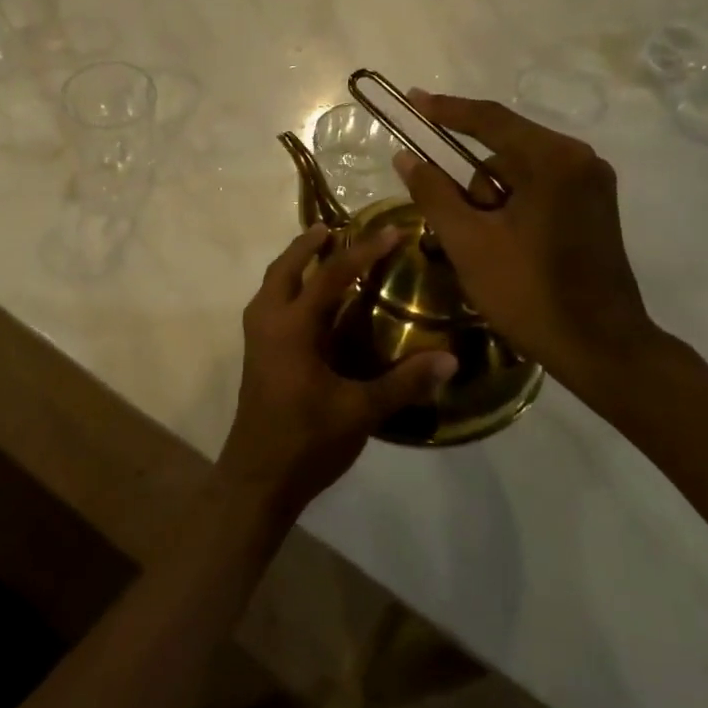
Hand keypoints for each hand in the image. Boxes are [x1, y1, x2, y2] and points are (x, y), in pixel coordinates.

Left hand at [218, 224, 458, 519]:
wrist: (257, 480)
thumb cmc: (306, 442)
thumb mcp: (360, 412)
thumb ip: (404, 383)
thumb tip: (451, 358)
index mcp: (292, 327)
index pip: (331, 275)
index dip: (364, 252)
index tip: (392, 232)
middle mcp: (268, 322)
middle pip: (285, 267)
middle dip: (310, 243)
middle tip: (339, 228)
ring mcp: (256, 337)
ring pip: (272, 283)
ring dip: (295, 262)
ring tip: (322, 250)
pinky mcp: (257, 353)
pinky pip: (270, 301)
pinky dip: (288, 285)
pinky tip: (311, 300)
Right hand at [393, 92, 659, 397]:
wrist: (601, 349)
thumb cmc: (529, 293)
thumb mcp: (468, 243)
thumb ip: (434, 193)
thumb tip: (405, 157)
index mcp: (553, 160)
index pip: (489, 120)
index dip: (445, 110)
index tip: (411, 99)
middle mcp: (579, 160)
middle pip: (504, 148)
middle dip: (470, 182)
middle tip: (454, 224)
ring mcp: (592, 183)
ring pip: (519, 172)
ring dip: (490, 198)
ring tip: (483, 247)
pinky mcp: (594, 207)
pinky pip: (539, 188)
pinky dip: (512, 206)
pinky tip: (504, 243)